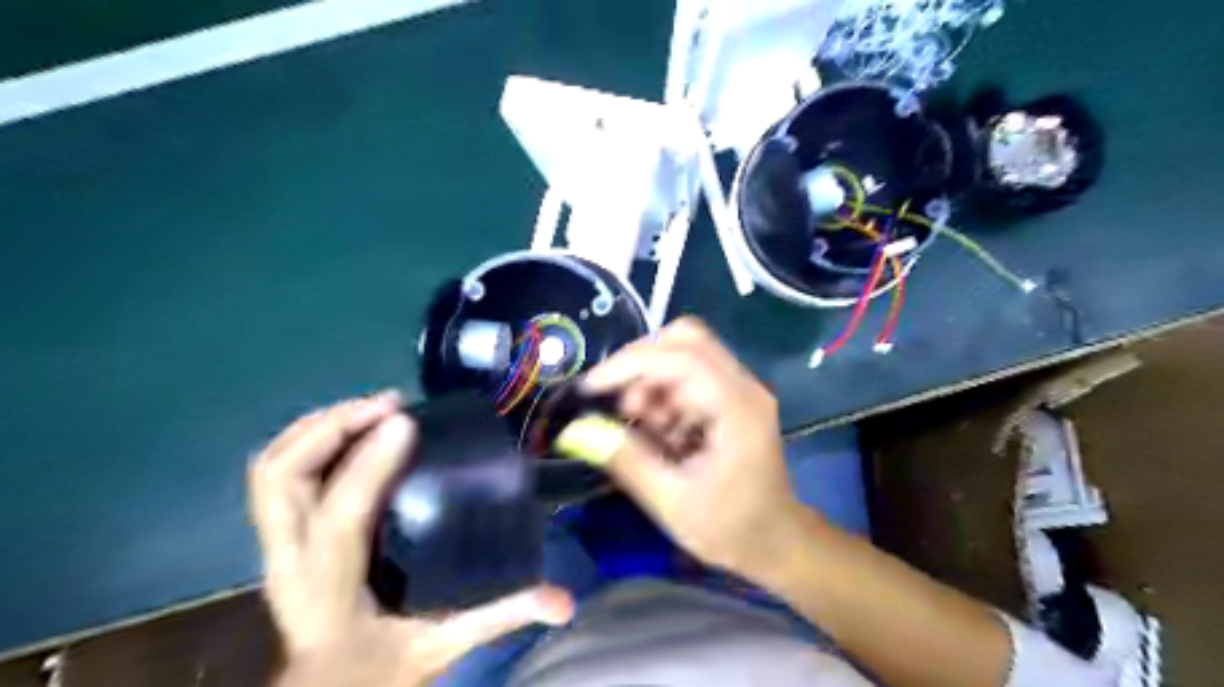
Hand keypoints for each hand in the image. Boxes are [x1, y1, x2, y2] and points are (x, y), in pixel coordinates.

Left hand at [249, 391, 575, 686]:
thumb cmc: (380, 671)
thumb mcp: (445, 647)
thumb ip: (500, 617)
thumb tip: (562, 601)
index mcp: (331, 592)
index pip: (338, 519)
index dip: (367, 465)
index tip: (405, 423)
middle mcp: (290, 563)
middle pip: (281, 478)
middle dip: (331, 429)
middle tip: (388, 406)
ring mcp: (277, 548)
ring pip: (270, 469)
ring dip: (319, 426)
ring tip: (373, 407)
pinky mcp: (281, 538)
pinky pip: (278, 474)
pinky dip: (311, 438)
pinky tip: (355, 429)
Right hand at [586, 316, 809, 580]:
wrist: (776, 543)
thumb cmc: (730, 529)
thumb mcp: (672, 503)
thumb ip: (626, 461)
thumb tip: (578, 430)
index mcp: (737, 408)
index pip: (680, 358)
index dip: (629, 364)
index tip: (591, 388)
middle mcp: (743, 386)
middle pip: (686, 340)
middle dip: (640, 363)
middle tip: (616, 401)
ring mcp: (740, 389)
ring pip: (685, 354)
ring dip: (651, 382)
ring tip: (640, 426)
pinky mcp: (731, 399)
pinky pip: (689, 376)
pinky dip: (663, 394)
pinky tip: (659, 431)